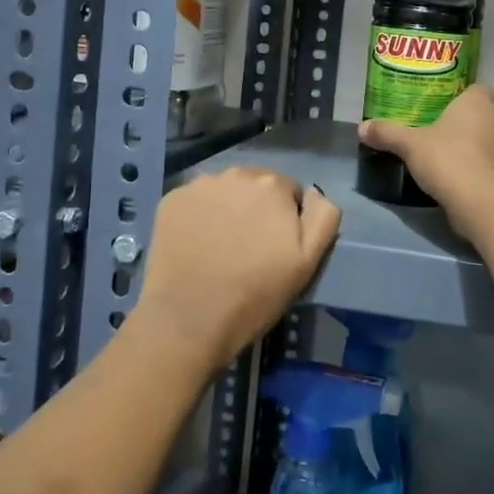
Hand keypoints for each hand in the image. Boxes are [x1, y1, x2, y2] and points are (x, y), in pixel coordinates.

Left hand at [133, 167, 340, 373]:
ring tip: (221, 248)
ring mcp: (199, 185)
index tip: (276, 248)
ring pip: (225, 191)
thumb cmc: (255, 293)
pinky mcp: (170, 200)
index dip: (287, 220)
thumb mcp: (308, 261)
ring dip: (228, 209)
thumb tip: (314, 193)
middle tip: (250, 248)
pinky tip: (197, 245)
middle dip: (257, 209)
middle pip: (256, 186)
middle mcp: (236, 173)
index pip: (290, 191)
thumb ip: (323, 217)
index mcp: (273, 184)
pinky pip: (196, 201)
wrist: (188, 320)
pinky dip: (199, 216)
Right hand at [358, 84, 493, 228]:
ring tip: (443, 152)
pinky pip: (487, 160)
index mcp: (478, 102)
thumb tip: (361, 128)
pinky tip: (453, 173)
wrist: (480, 201)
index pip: (477, 87)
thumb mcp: (409, 144)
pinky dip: (474, 164)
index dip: (462, 94)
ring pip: (485, 137)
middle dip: (463, 120)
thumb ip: (387, 133)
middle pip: (481, 112)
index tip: (442, 104)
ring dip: (470, 143)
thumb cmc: (447, 158)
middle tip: (436, 128)